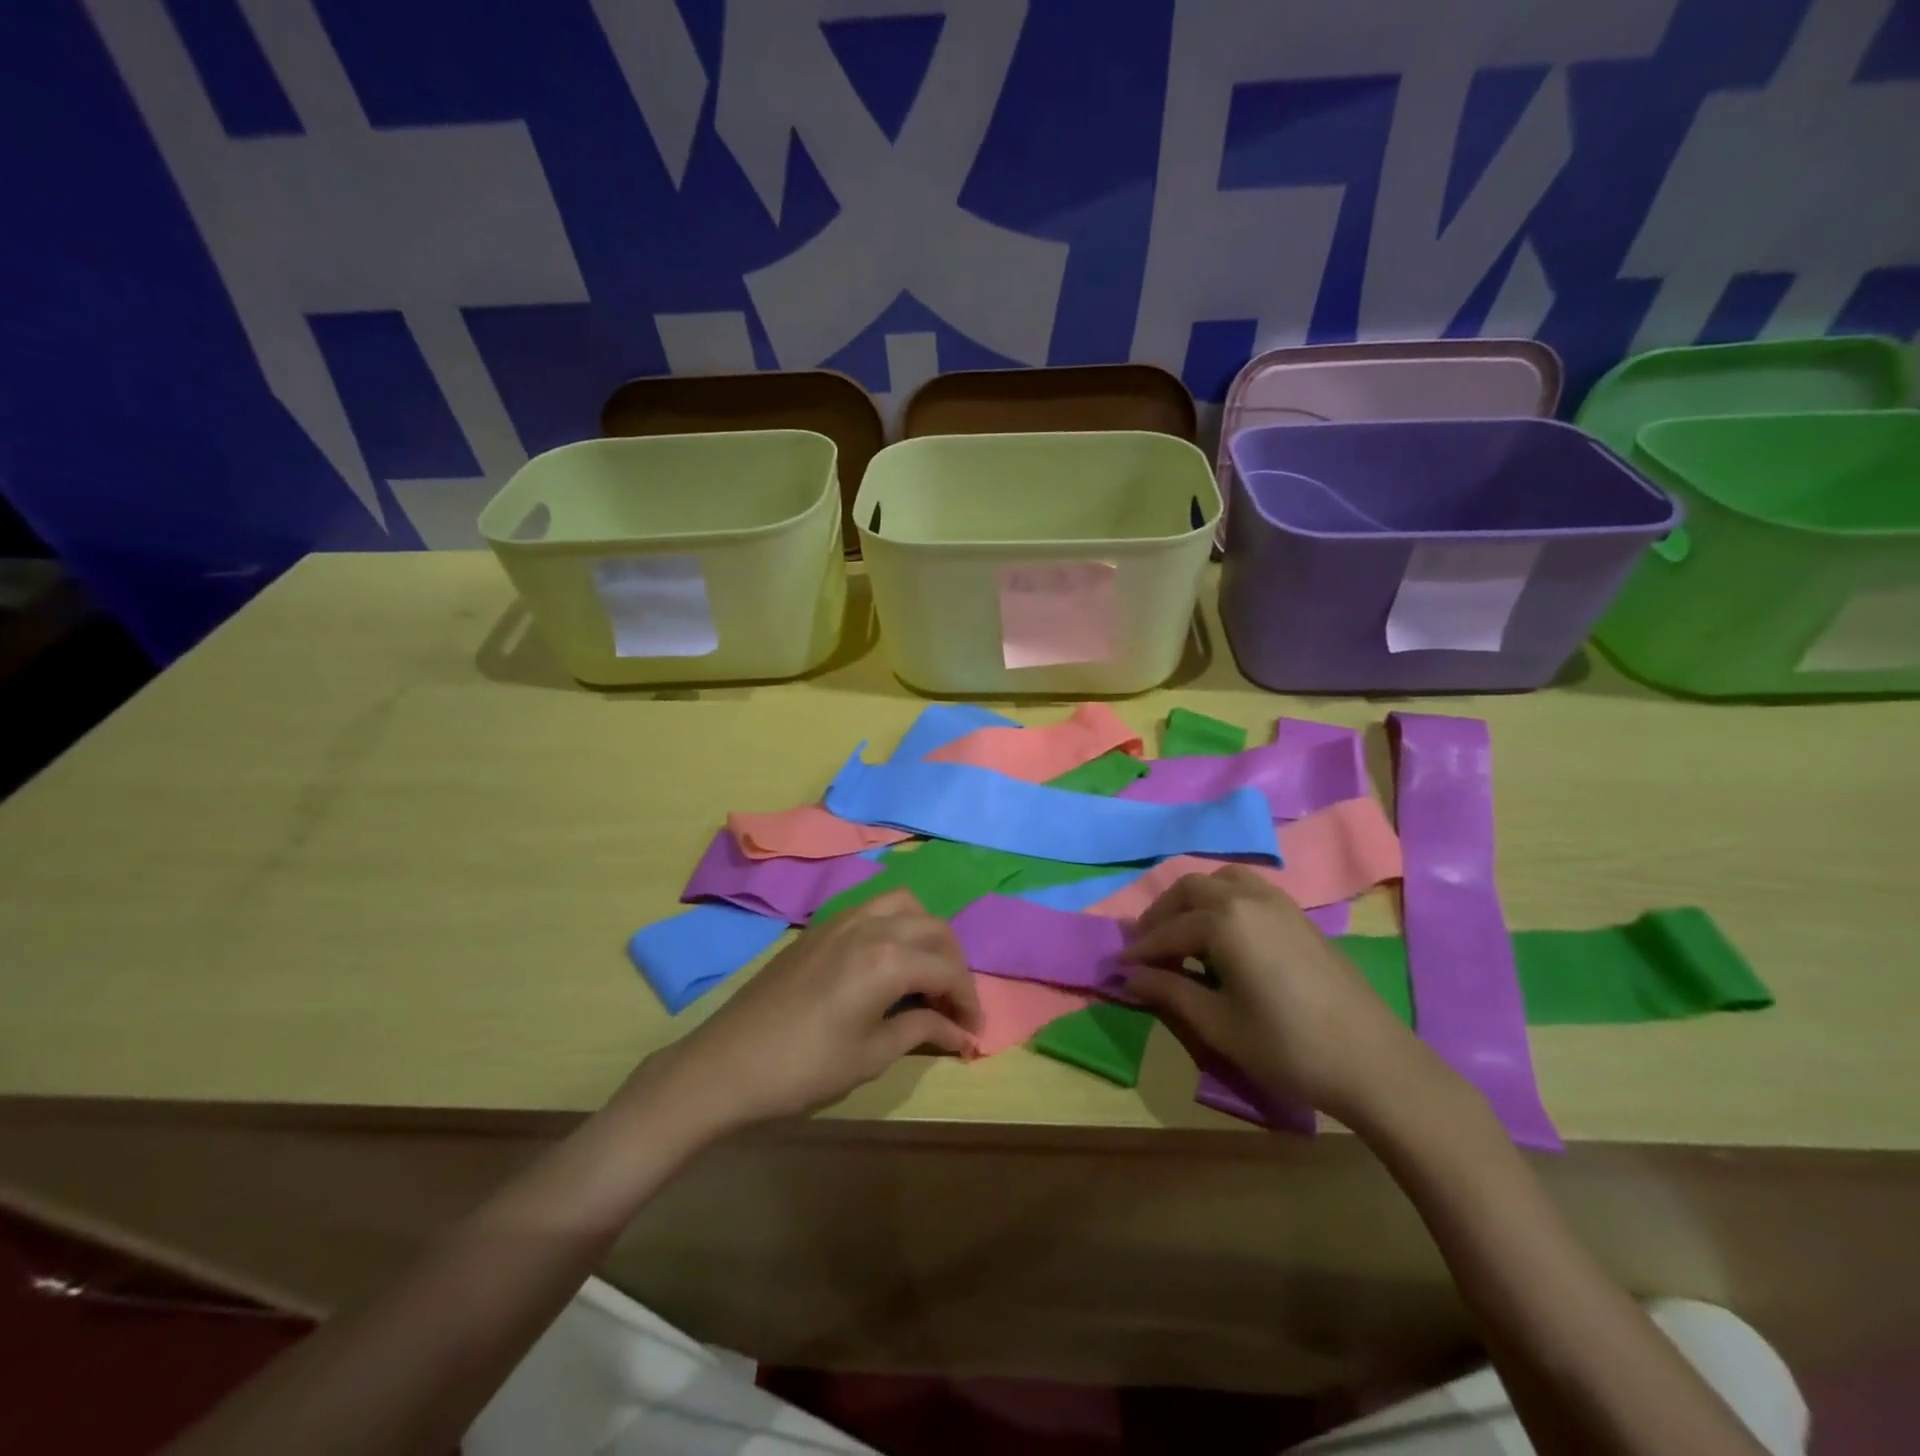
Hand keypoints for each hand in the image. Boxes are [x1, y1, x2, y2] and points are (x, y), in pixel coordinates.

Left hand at [639, 892, 980, 1136]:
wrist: (725, 1064)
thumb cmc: (804, 1068)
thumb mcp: (870, 1055)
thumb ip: (920, 1029)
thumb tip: (960, 1031)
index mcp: (887, 958)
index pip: (947, 969)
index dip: (968, 999)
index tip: (974, 1029)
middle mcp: (870, 925)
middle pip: (932, 928)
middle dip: (954, 962)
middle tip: (954, 1003)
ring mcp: (841, 920)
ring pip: (903, 905)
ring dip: (925, 933)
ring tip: (926, 972)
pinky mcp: (820, 927)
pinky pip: (873, 908)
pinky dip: (896, 924)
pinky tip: (889, 960)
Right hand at [1123, 867, 1438, 1125]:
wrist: (1373, 1062)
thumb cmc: (1287, 1046)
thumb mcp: (1218, 1024)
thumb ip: (1169, 991)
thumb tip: (1128, 976)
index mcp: (1225, 921)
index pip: (1168, 930)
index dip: (1140, 950)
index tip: (1117, 967)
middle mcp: (1248, 898)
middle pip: (1190, 889)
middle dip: (1162, 914)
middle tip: (1146, 947)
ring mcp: (1279, 903)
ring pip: (1222, 881)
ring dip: (1193, 900)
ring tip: (1182, 932)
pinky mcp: (1299, 917)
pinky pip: (1249, 889)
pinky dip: (1223, 900)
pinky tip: (1224, 933)